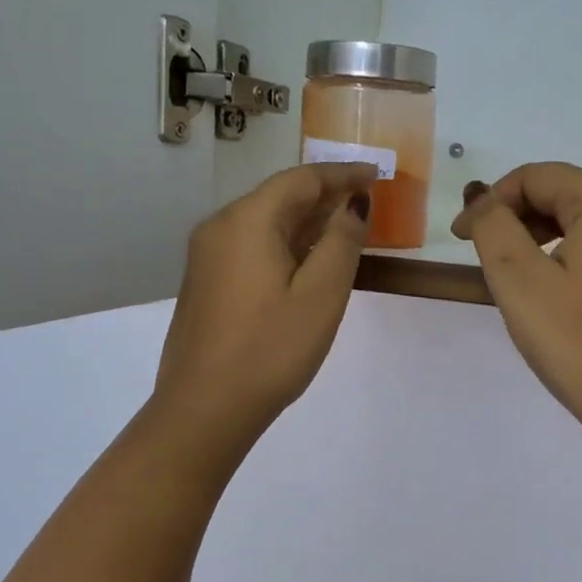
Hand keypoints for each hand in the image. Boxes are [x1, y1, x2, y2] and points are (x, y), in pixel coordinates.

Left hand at [154, 164, 375, 457]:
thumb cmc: (270, 349)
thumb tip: (353, 204)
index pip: (301, 179)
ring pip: (265, 222)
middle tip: (367, 200)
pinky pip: (252, 245)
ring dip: (307, 220)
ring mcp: (208, 256)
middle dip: (325, 195)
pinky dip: (285, 242)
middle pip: (280, 197)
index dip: (342, 173)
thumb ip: (342, 241)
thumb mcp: (321, 294)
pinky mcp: (207, 282)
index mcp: (247, 221)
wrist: (204, 408)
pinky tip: (308, 259)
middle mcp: (220, 227)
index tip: (377, 175)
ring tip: (346, 226)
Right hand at [452, 163, 581, 473]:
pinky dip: (558, 253)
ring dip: (532, 235)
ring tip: (505, 273)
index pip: (535, 176)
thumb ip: (493, 227)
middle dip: (511, 216)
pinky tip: (541, 288)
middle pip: (558, 191)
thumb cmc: (578, 340)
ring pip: (574, 219)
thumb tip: (481, 200)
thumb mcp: (520, 280)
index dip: (490, 200)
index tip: (459, 238)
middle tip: (477, 254)